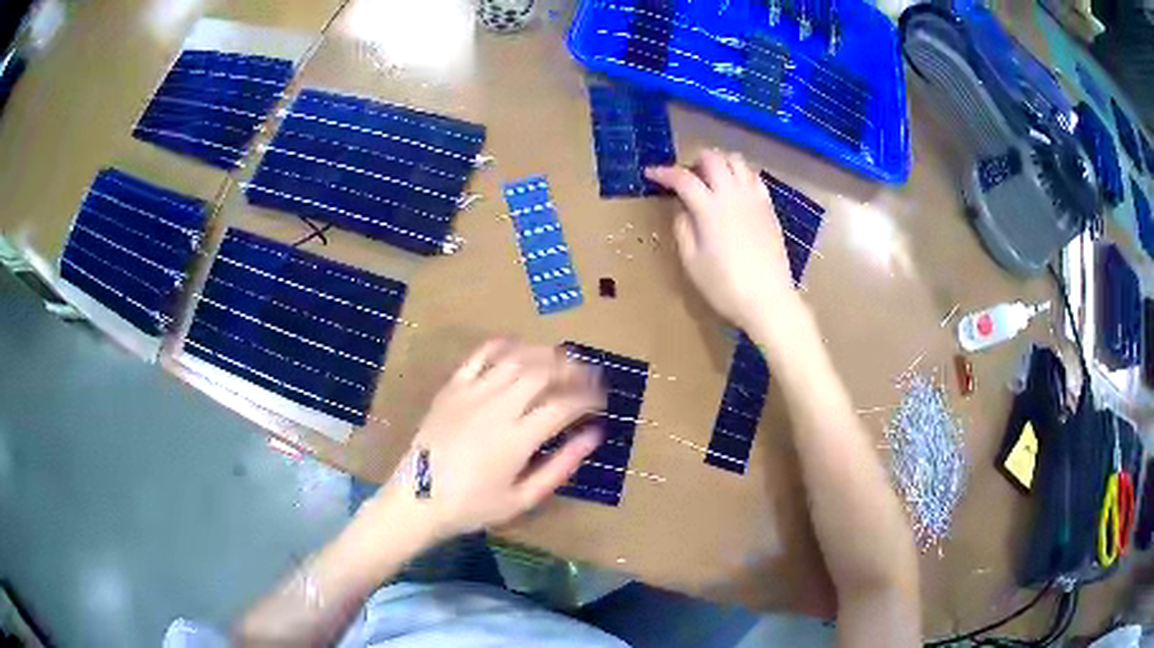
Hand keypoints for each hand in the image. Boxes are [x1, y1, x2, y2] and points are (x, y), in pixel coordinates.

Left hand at [384, 339, 604, 539]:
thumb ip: (561, 466)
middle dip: (573, 369)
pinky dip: (503, 345)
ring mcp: (471, 393)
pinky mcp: (452, 388)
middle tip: (590, 374)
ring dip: (545, 354)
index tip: (602, 400)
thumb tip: (594, 435)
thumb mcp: (523, 498)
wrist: (417, 499)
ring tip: (563, 359)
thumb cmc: (472, 506)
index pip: (564, 405)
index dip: (589, 398)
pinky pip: (480, 355)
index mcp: (517, 439)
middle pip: (543, 372)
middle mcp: (497, 407)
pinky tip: (519, 346)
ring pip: (516, 359)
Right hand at [646, 149, 797, 331]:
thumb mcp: (692, 262)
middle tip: (687, 177)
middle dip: (694, 161)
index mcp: (709, 209)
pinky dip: (741, 174)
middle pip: (713, 158)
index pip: (682, 178)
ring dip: (720, 162)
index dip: (663, 172)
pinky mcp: (769, 208)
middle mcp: (732, 195)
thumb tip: (682, 209)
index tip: (650, 173)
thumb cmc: (725, 287)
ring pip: (737, 161)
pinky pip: (755, 177)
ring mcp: (754, 199)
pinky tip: (735, 190)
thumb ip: (683, 229)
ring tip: (712, 179)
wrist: (768, 300)